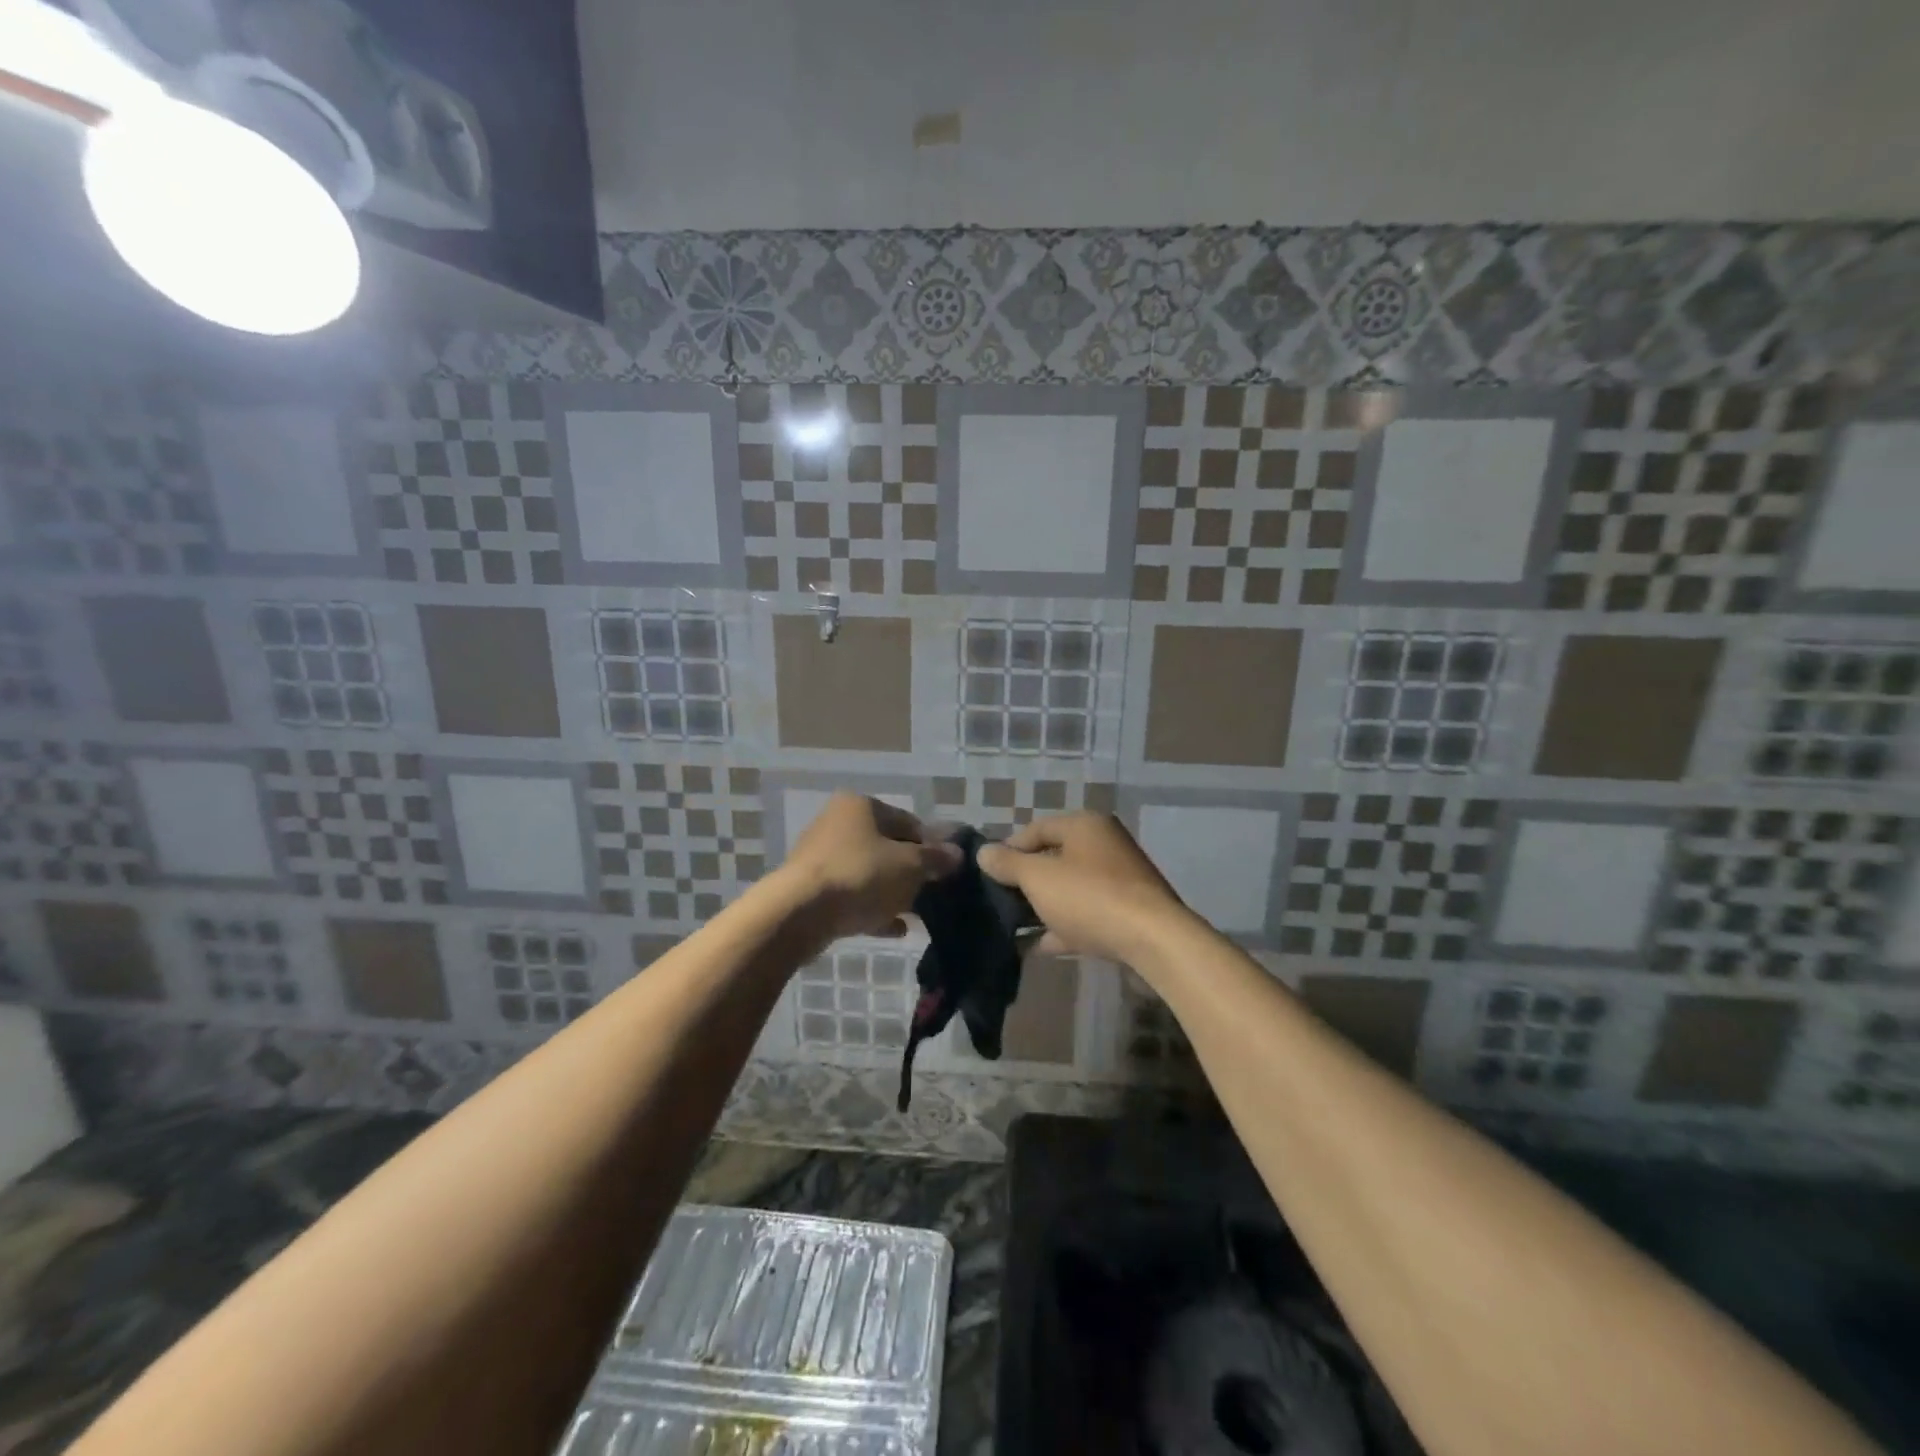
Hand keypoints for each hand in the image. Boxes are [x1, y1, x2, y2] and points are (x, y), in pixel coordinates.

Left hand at [775, 793, 961, 946]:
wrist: (799, 913)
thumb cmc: (861, 875)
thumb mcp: (910, 866)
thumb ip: (936, 859)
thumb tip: (957, 854)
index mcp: (861, 806)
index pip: (908, 821)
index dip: (932, 846)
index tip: (947, 871)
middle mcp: (838, 822)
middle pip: (887, 847)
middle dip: (911, 872)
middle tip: (932, 894)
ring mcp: (821, 856)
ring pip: (869, 873)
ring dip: (893, 892)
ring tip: (915, 915)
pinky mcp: (811, 888)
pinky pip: (851, 895)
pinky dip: (873, 908)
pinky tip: (894, 928)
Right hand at [977, 813, 1189, 964]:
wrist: (1153, 942)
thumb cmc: (1089, 897)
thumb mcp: (1038, 878)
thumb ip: (1008, 864)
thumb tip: (984, 852)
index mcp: (1086, 825)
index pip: (1036, 829)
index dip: (1008, 849)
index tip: (987, 874)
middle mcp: (1105, 845)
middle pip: (1054, 859)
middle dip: (1025, 882)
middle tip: (997, 901)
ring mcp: (1119, 881)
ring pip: (1070, 890)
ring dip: (1042, 907)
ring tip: (1012, 927)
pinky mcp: (1127, 913)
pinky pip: (1086, 915)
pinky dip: (1064, 927)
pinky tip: (1039, 947)